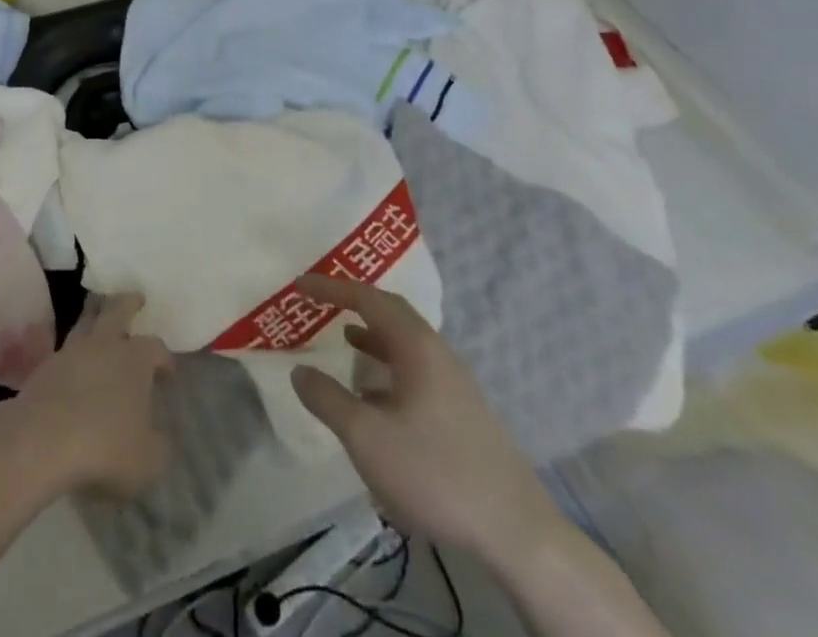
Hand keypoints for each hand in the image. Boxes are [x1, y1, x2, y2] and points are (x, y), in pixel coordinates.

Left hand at [6, 293, 171, 500]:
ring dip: (96, 316)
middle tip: (136, 297)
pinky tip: (76, 363)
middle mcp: (104, 344)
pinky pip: (66, 349)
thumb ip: (157, 444)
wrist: (42, 440)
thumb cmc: (105, 446)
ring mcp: (72, 351)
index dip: (164, 358)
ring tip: (100, 317)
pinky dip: (75, 351)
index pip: (156, 347)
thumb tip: (157, 435)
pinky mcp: (46, 366)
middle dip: (129, 302)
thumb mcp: (147, 459)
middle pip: (117, 310)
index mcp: (135, 359)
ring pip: (87, 321)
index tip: (168, 372)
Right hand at [289, 275, 562, 565]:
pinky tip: (377, 395)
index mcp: (416, 345)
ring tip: (345, 341)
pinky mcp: (464, 412)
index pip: (367, 299)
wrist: (518, 533)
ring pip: (406, 343)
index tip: (299, 285)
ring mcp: (455, 383)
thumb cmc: (435, 472)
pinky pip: (416, 369)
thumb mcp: (366, 437)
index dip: (331, 288)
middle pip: (392, 312)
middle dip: (355, 302)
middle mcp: (438, 353)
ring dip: (373, 335)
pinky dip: (389, 365)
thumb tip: (300, 371)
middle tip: (323, 301)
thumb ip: (327, 399)